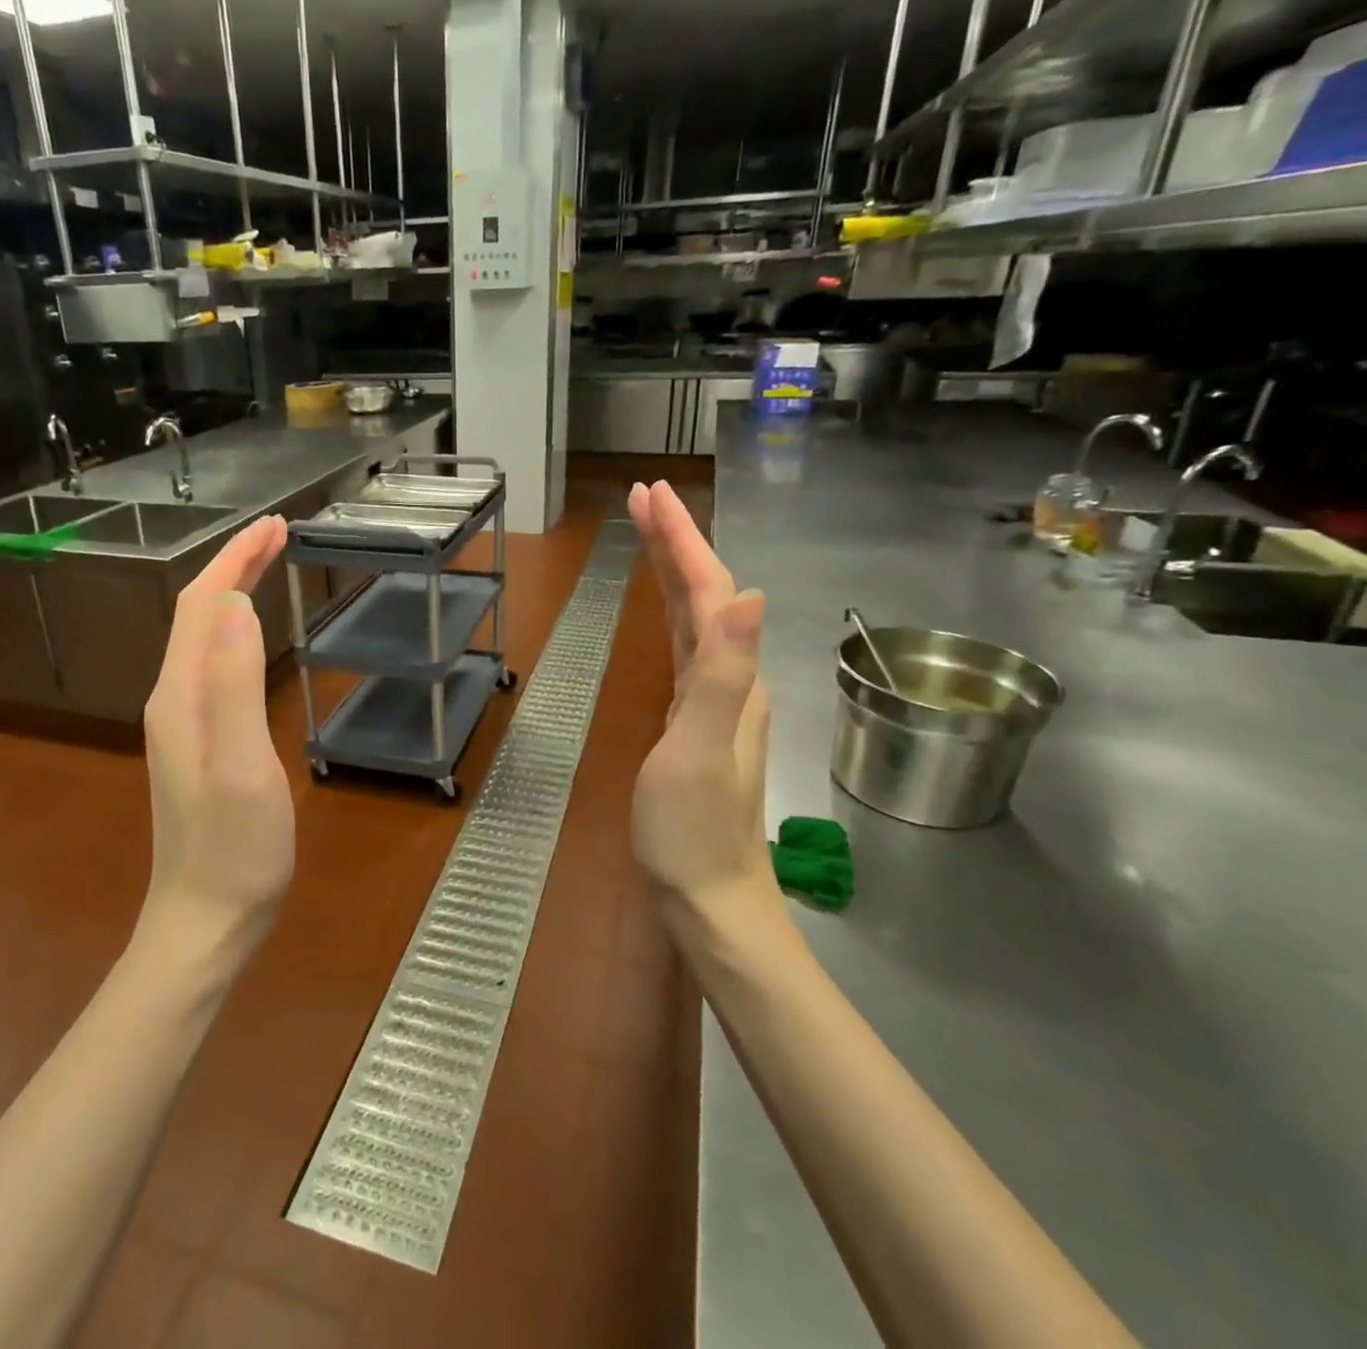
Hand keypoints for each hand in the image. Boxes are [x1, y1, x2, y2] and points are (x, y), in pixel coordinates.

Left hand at [140, 515, 294, 960]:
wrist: (205, 922)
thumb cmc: (234, 850)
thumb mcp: (242, 766)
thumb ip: (235, 686)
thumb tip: (238, 605)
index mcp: (180, 695)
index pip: (203, 604)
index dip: (236, 559)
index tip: (277, 526)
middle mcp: (172, 698)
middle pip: (198, 614)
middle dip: (234, 565)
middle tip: (280, 535)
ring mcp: (183, 722)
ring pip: (204, 637)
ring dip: (234, 592)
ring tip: (269, 567)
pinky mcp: (198, 741)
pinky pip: (213, 664)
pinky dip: (235, 631)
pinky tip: (253, 636)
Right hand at [626, 483, 788, 947]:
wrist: (709, 899)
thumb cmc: (693, 830)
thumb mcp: (699, 750)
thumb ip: (722, 672)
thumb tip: (750, 592)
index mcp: (729, 677)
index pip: (708, 590)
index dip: (680, 540)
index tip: (649, 494)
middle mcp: (729, 678)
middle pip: (706, 594)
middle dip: (676, 541)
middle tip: (643, 498)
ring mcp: (714, 701)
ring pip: (697, 617)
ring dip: (674, 570)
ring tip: (649, 534)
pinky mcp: (694, 720)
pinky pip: (686, 647)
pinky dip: (673, 613)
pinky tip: (666, 611)